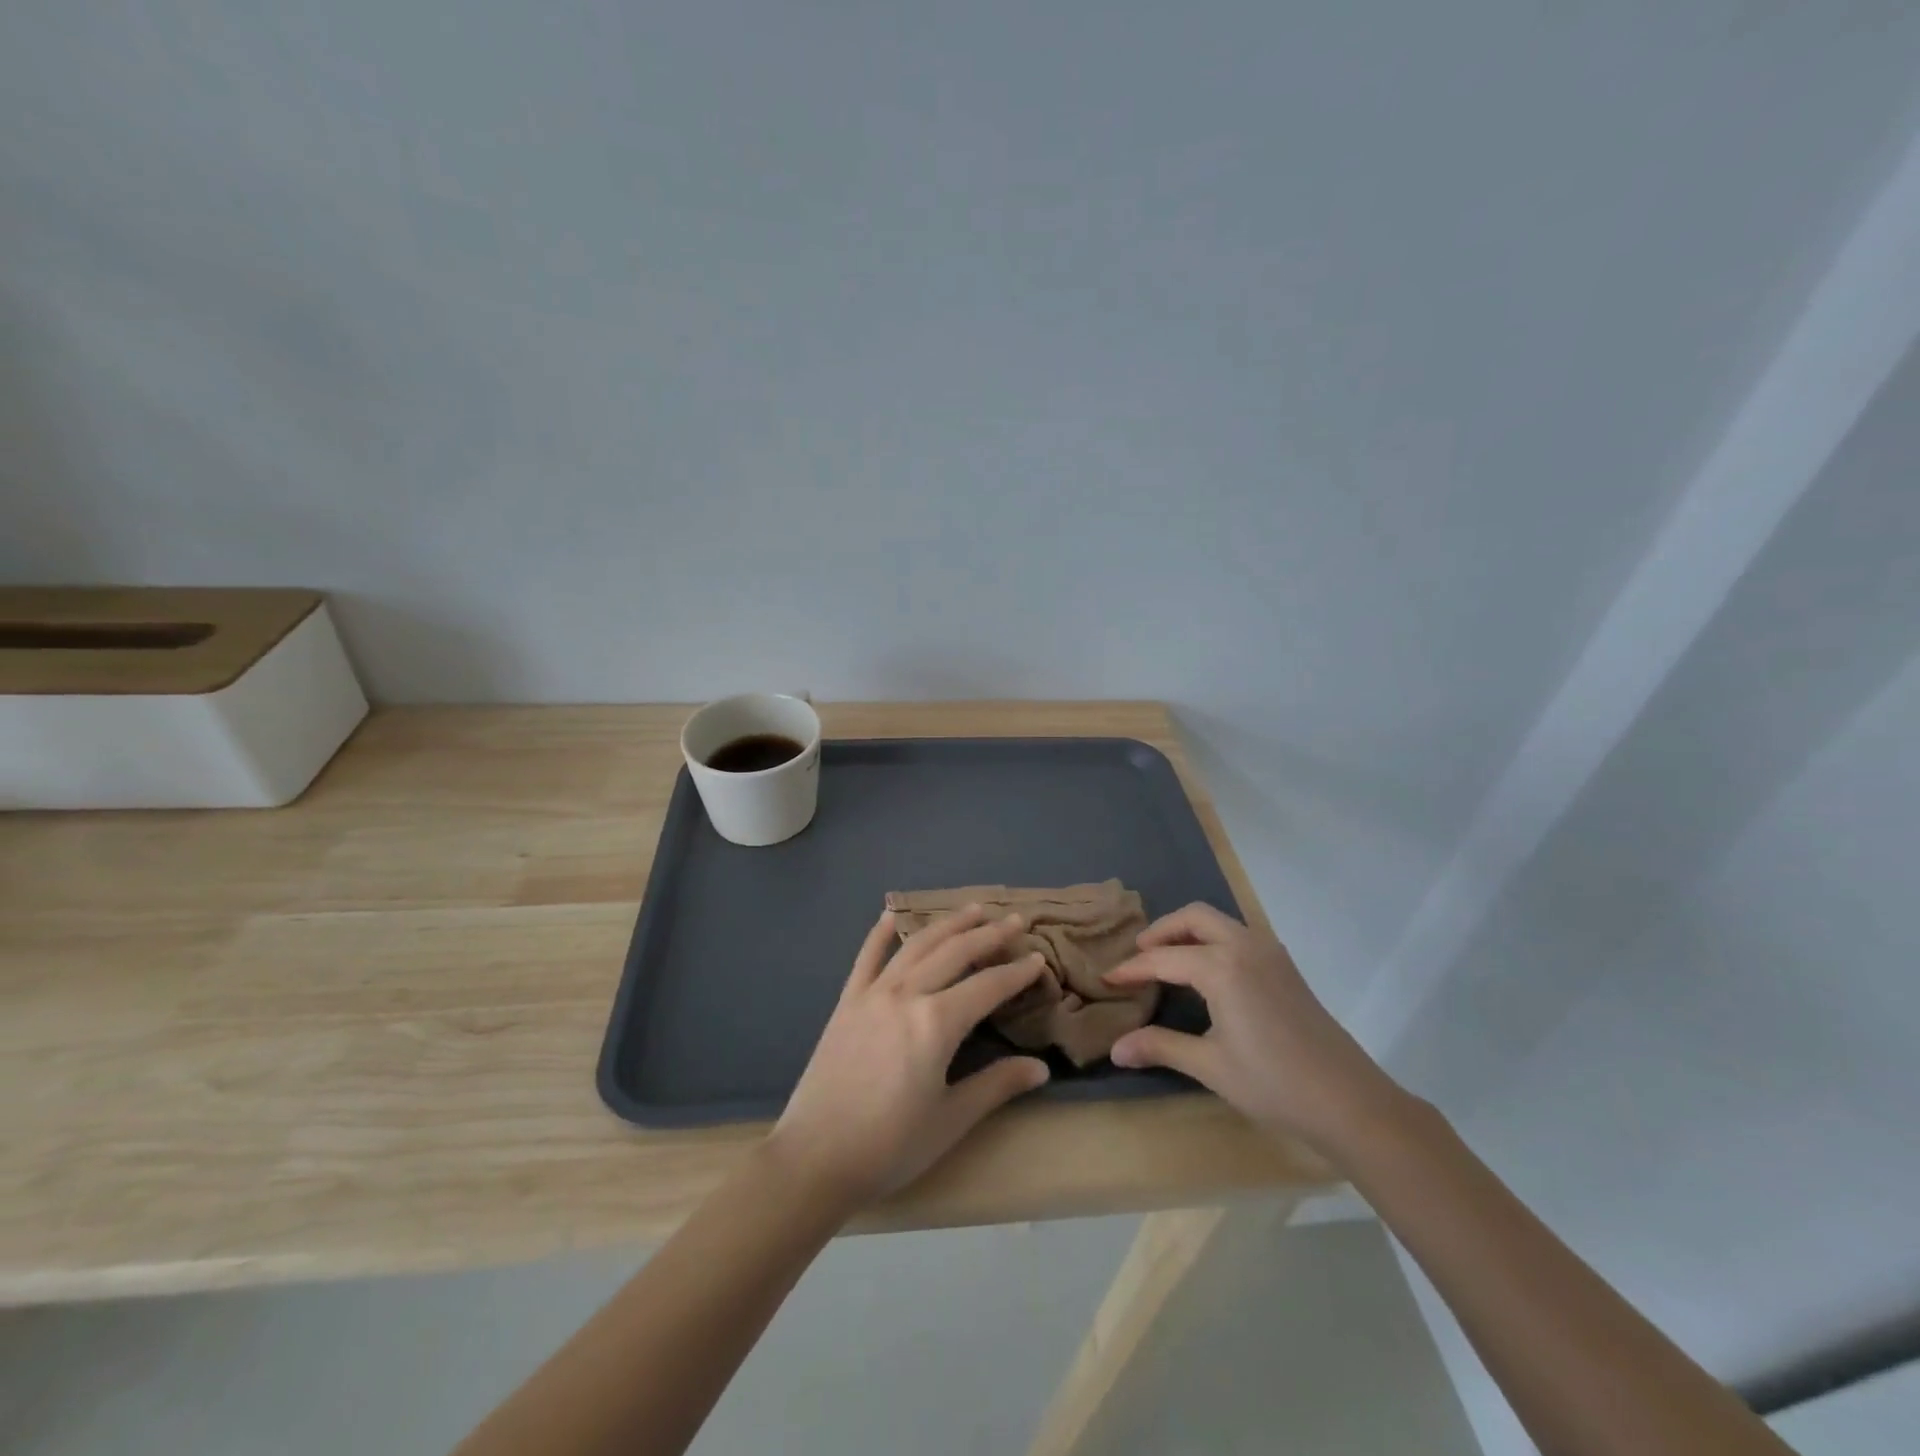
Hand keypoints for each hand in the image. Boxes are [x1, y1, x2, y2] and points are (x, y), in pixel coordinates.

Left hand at [768, 906, 1051, 1208]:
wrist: (815, 1158)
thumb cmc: (890, 1145)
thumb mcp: (951, 1120)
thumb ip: (997, 1086)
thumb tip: (1041, 1069)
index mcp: (937, 1023)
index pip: (988, 986)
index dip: (1017, 972)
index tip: (1039, 958)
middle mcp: (907, 994)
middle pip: (955, 952)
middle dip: (989, 934)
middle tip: (1016, 920)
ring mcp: (873, 993)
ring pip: (917, 945)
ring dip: (947, 924)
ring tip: (972, 909)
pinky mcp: (846, 1001)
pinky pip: (866, 957)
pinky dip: (880, 933)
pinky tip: (891, 915)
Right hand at [1104, 903, 1405, 1154]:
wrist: (1350, 1102)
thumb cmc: (1274, 1084)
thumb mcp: (1210, 1066)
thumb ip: (1161, 1047)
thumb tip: (1115, 1049)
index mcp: (1222, 967)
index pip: (1163, 958)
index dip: (1132, 968)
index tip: (1107, 977)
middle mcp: (1245, 946)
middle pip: (1194, 917)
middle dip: (1162, 930)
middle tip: (1139, 955)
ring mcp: (1271, 954)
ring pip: (1221, 922)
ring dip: (1189, 931)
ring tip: (1168, 959)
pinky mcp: (1286, 968)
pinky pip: (1240, 935)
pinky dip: (1214, 940)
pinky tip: (1209, 973)